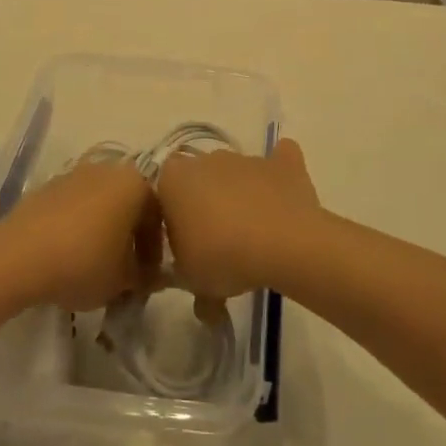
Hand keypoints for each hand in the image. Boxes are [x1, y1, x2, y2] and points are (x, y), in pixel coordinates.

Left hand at [0, 158, 159, 311]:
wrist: (18, 255)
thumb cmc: (83, 262)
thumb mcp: (123, 281)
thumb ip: (144, 277)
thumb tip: (150, 276)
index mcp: (134, 183)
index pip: (158, 215)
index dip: (155, 250)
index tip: (148, 277)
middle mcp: (107, 170)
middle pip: (128, 204)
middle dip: (129, 236)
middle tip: (125, 270)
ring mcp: (74, 174)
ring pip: (100, 204)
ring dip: (103, 230)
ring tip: (96, 264)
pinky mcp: (47, 187)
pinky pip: (74, 207)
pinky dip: (78, 227)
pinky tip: (69, 255)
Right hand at [156, 137, 320, 302]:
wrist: (282, 244)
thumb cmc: (222, 257)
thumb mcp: (190, 279)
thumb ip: (183, 275)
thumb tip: (194, 288)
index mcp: (174, 179)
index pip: (162, 191)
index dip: (171, 216)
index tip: (182, 243)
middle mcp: (207, 159)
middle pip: (200, 178)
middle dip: (205, 202)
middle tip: (216, 241)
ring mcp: (246, 157)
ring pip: (236, 173)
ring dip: (239, 194)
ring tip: (253, 233)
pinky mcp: (282, 163)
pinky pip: (279, 160)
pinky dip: (278, 174)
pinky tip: (282, 195)